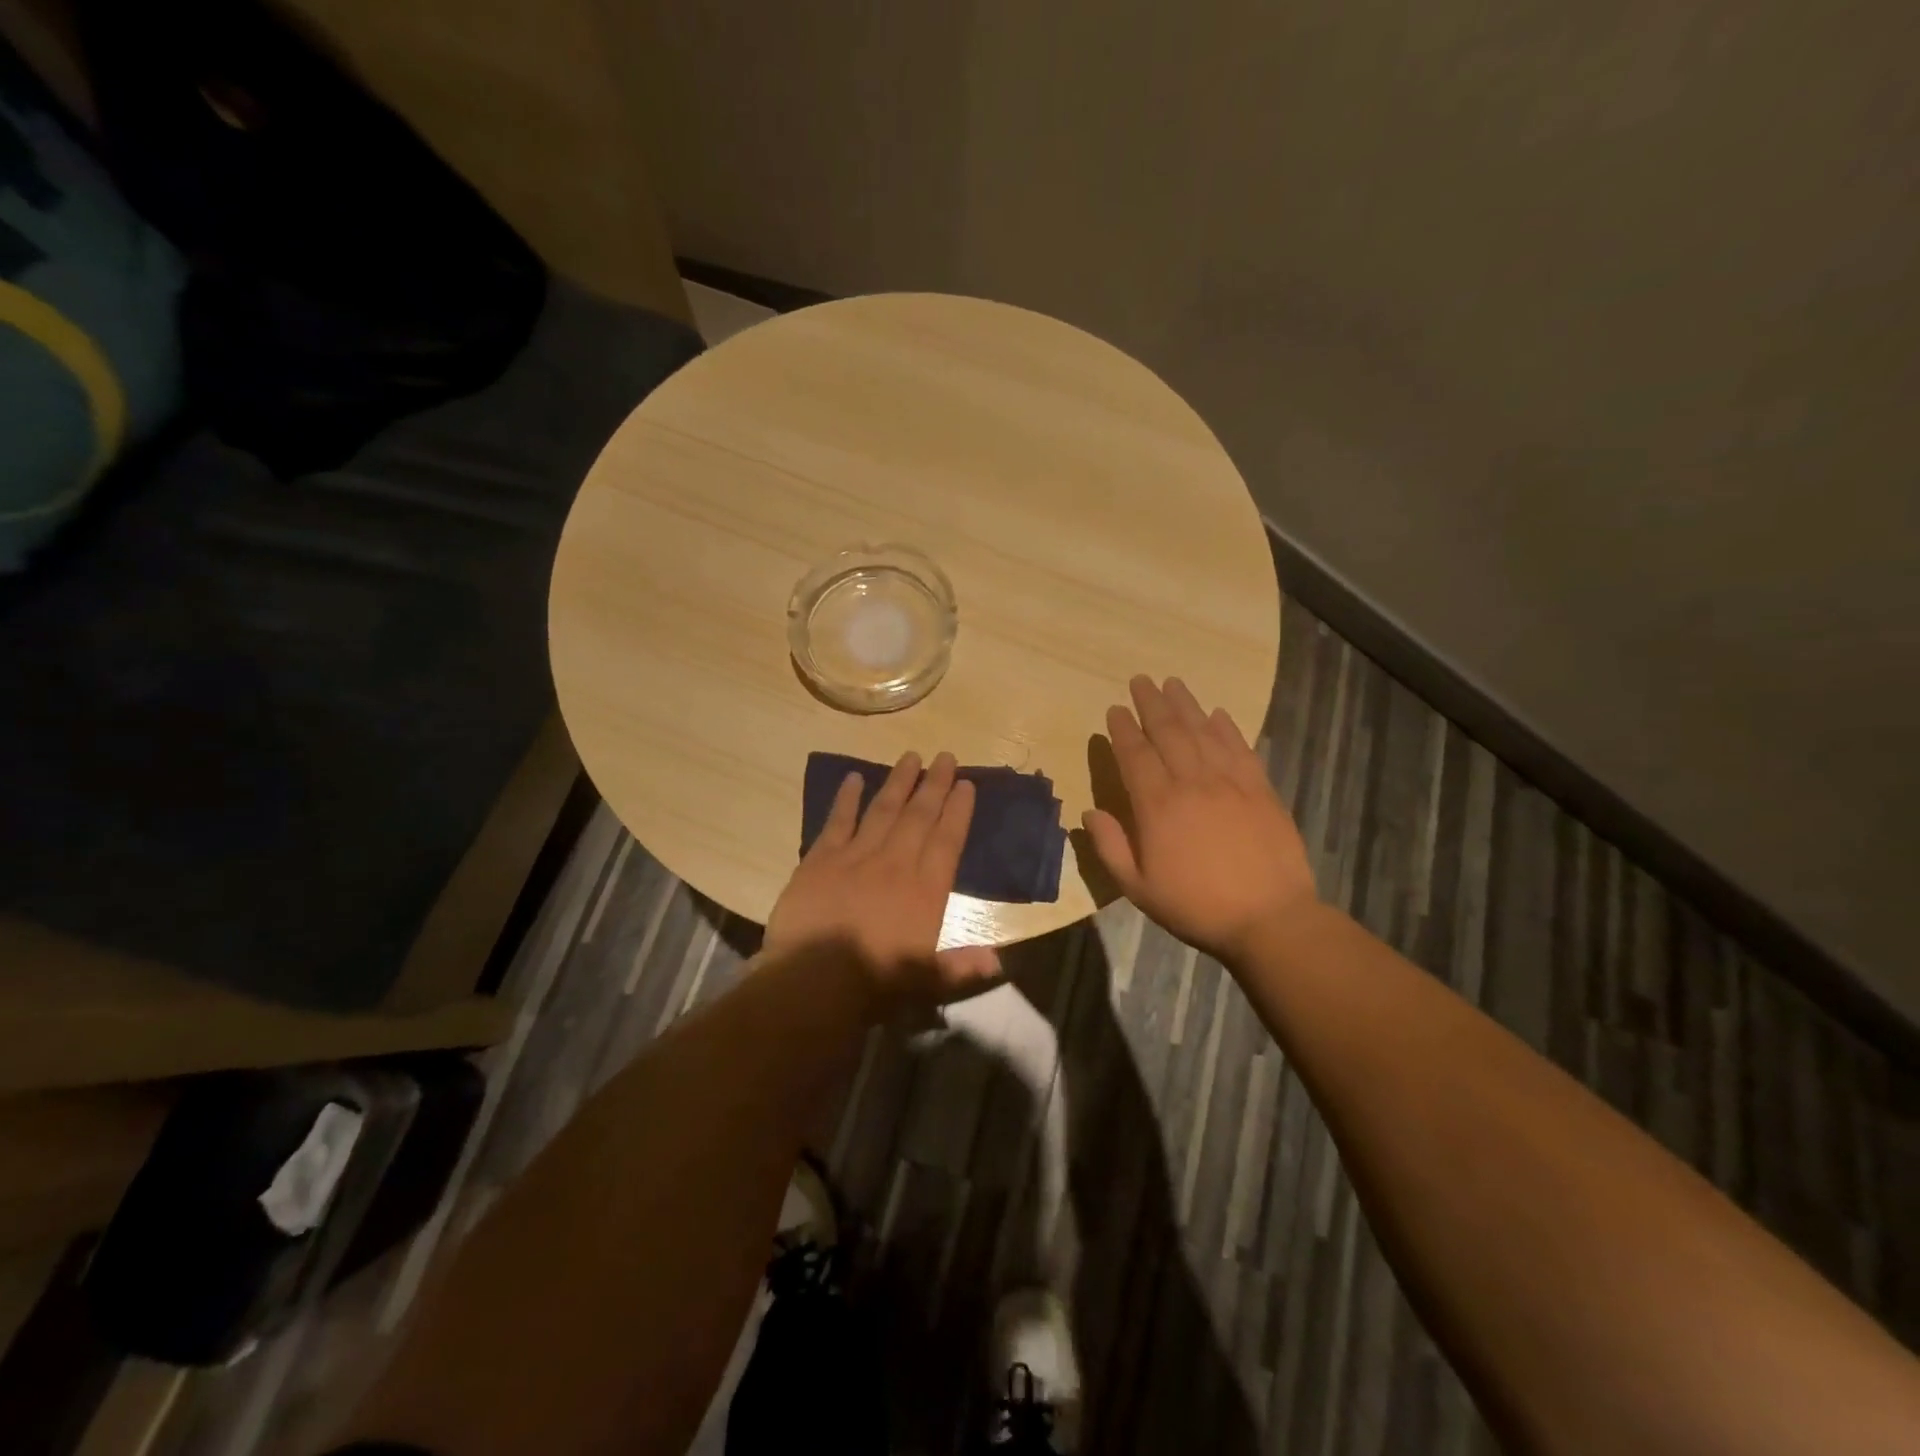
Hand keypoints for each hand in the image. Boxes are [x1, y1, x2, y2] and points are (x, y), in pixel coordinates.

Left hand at [765, 751, 1002, 1010]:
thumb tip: (998, 961)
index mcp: (925, 890)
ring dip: (898, 782)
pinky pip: (837, 821)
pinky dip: (846, 798)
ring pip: (883, 810)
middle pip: (919, 816)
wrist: (813, 981)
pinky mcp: (821, 860)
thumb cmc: (874, 985)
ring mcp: (856, 857)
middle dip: (934, 784)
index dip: (958, 810)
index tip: (966, 784)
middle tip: (945, 757)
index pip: (947, 840)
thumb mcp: (925, 982)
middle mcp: (896, 864)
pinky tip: (853, 778)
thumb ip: (961, 967)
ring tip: (910, 756)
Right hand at [1082, 676, 1316, 964]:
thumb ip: (1110, 847)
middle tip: (1141, 680)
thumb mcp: (1138, 888)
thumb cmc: (1196, 906)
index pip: (1135, 754)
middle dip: (1152, 703)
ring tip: (1173, 683)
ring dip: (1186, 704)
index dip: (1123, 729)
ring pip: (1203, 731)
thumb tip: (1089, 812)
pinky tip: (1218, 714)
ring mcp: (1230, 782)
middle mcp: (1192, 783)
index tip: (1115, 709)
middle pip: (1168, 731)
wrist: (1270, 919)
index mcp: (1157, 805)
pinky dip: (1227, 727)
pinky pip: (1239, 748)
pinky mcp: (1260, 789)